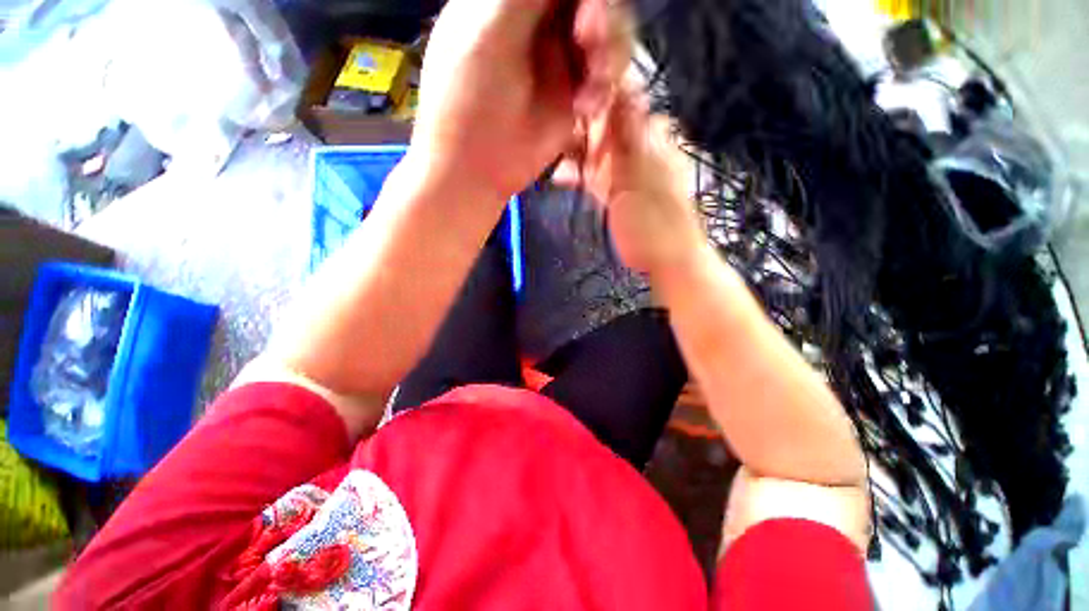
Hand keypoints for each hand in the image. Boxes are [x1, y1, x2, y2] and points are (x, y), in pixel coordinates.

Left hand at [410, 0, 630, 203]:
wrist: (476, 170)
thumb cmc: (469, 102)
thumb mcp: (488, 31)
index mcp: (509, 0)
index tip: (586, 11)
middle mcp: (538, 24)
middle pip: (589, 4)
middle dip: (601, 18)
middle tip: (589, 38)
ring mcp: (557, 62)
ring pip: (605, 37)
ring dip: (609, 53)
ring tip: (594, 78)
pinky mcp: (570, 98)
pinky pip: (603, 78)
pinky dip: (604, 87)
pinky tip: (587, 106)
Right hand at [554, 89, 707, 276]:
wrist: (665, 259)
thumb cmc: (655, 218)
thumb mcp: (640, 173)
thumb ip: (627, 135)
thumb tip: (621, 88)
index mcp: (653, 138)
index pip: (625, 103)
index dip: (597, 97)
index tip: (569, 97)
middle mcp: (639, 150)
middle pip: (606, 128)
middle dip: (580, 129)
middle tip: (554, 132)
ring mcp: (626, 174)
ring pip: (597, 154)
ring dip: (575, 155)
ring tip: (553, 157)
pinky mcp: (615, 195)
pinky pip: (594, 178)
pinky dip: (579, 177)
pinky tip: (560, 177)